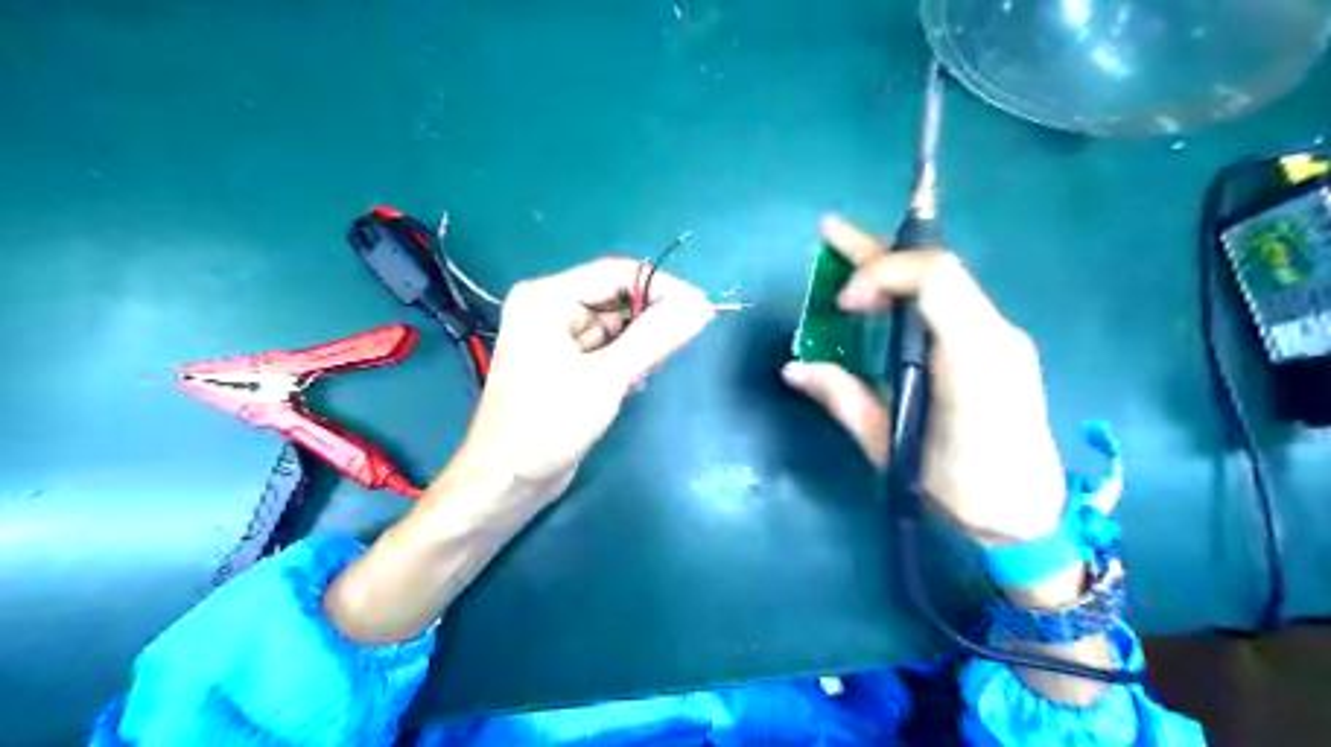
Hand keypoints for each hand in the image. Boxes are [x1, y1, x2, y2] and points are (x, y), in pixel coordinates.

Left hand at [440, 255, 718, 500]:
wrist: (505, 483)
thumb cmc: (547, 426)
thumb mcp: (606, 378)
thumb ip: (655, 337)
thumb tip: (700, 305)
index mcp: (547, 297)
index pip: (616, 272)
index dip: (662, 286)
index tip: (701, 311)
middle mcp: (549, 307)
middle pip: (616, 297)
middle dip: (649, 320)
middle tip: (674, 350)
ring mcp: (555, 336)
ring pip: (616, 324)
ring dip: (639, 345)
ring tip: (646, 374)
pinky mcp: (564, 362)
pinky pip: (607, 346)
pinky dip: (626, 360)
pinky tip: (631, 384)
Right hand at [781, 213, 1069, 541]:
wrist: (1027, 516)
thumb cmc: (960, 488)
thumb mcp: (891, 446)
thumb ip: (844, 399)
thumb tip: (795, 368)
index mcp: (973, 357)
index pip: (933, 277)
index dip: (880, 274)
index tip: (845, 305)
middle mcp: (995, 334)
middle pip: (937, 268)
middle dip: (878, 250)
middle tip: (830, 232)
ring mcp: (1001, 337)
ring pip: (945, 281)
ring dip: (893, 268)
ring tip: (847, 258)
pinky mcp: (998, 348)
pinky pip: (952, 302)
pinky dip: (911, 292)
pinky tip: (883, 300)